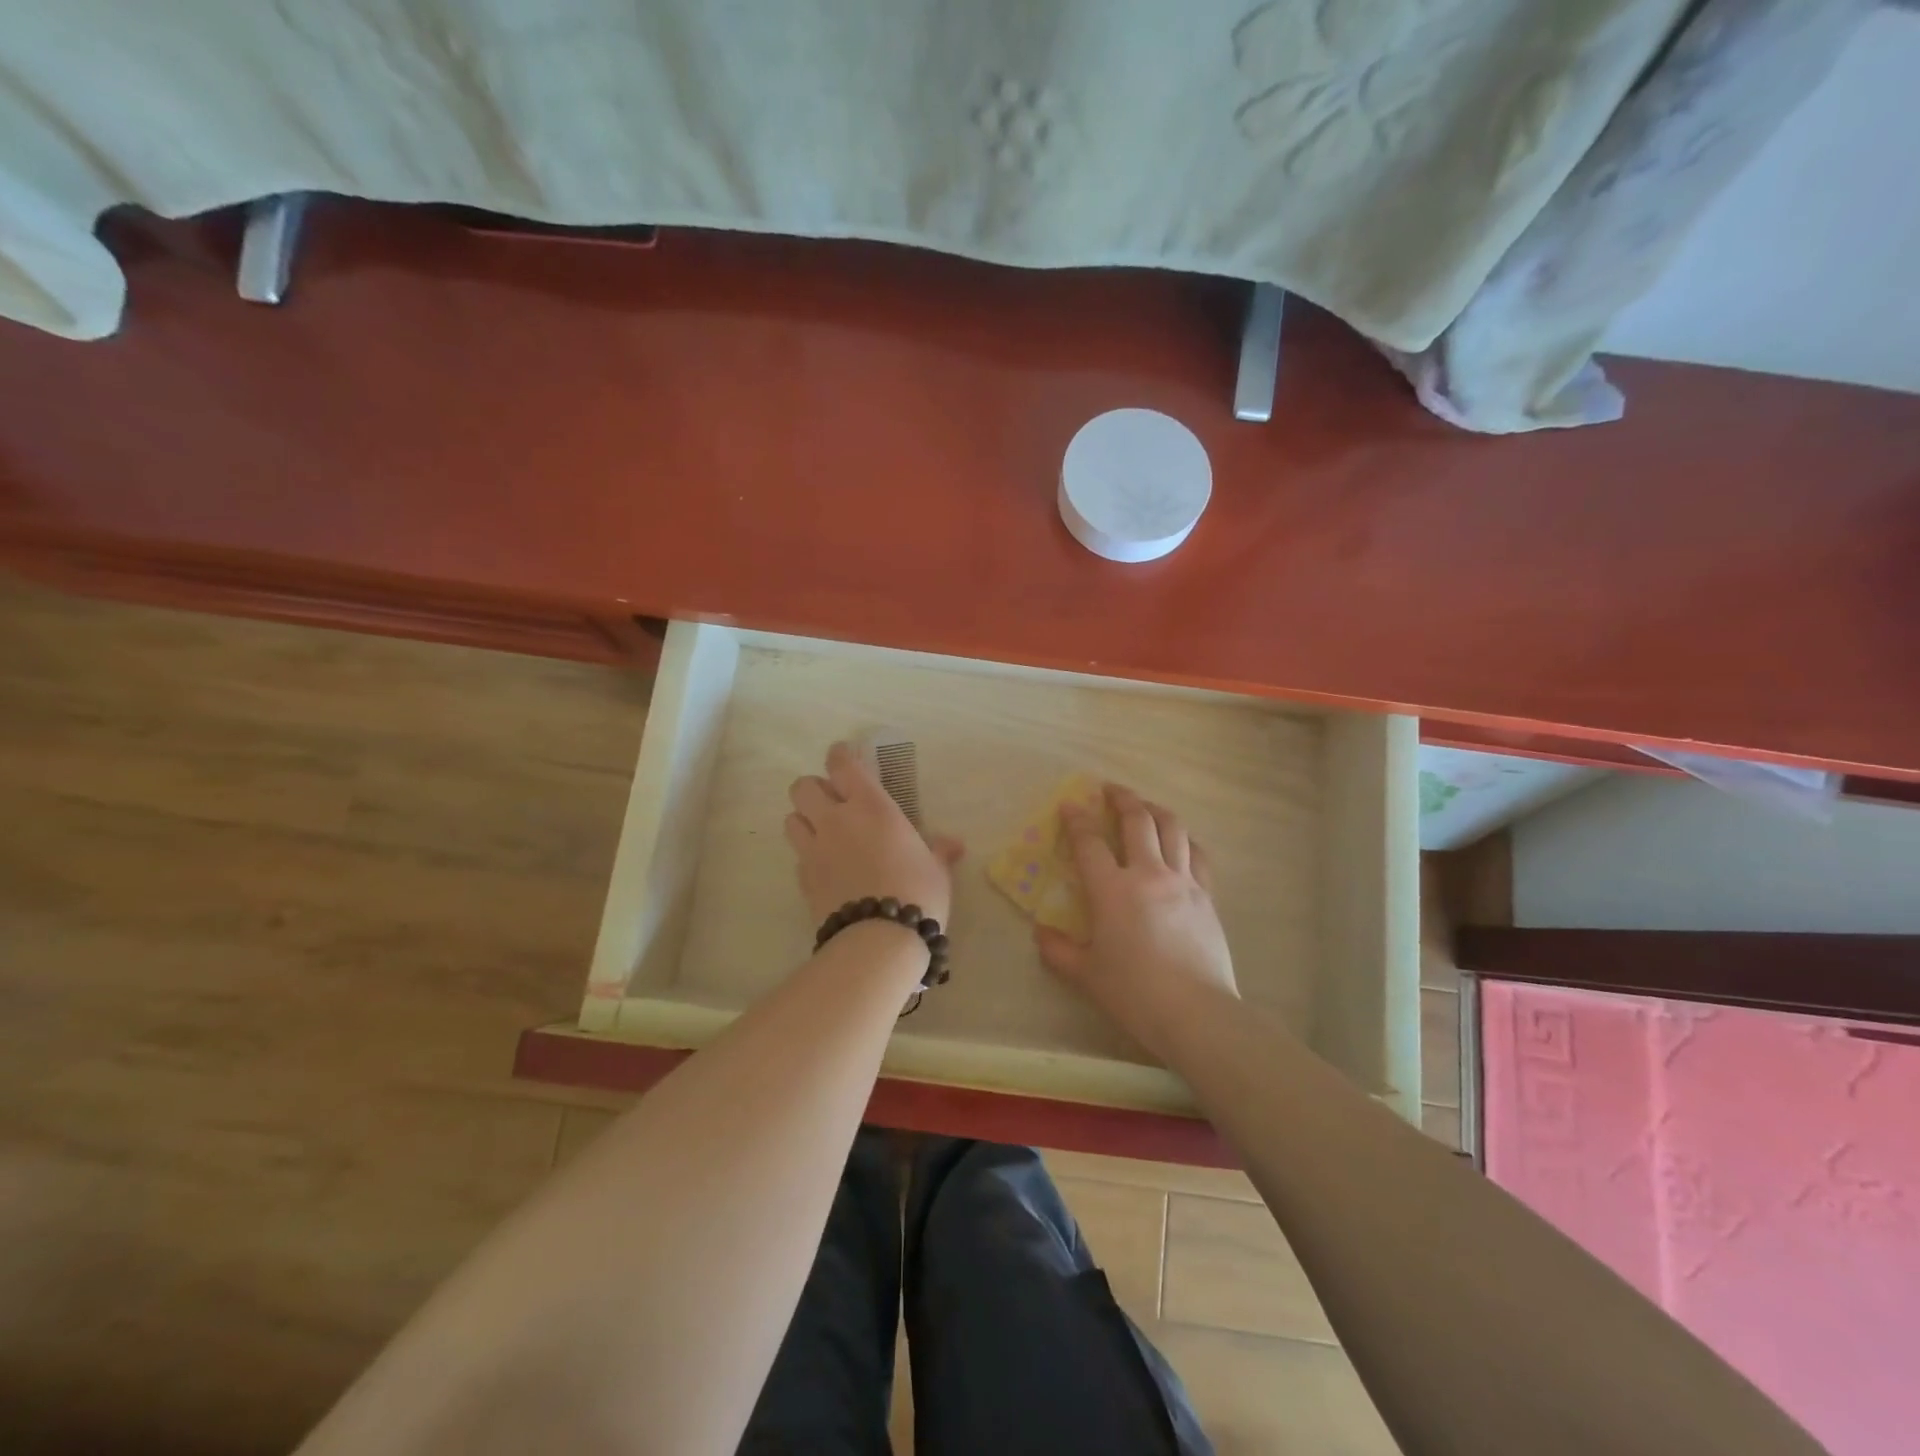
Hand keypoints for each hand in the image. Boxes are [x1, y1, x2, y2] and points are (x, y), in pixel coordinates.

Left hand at [784, 741, 964, 925]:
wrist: (879, 939)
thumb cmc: (917, 893)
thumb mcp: (936, 870)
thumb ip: (939, 852)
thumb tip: (954, 845)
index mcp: (871, 807)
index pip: (843, 765)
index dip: (840, 755)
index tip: (843, 755)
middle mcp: (836, 820)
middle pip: (803, 787)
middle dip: (814, 789)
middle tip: (833, 801)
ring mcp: (814, 849)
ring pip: (791, 818)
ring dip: (804, 819)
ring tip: (822, 832)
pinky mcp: (803, 879)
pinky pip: (798, 856)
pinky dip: (807, 855)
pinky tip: (824, 868)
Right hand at [1036, 784, 1236, 1055]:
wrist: (1197, 1013)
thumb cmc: (1134, 993)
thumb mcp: (1086, 975)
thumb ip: (1058, 950)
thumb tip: (1040, 933)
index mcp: (1112, 890)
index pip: (1089, 842)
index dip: (1077, 820)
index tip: (1070, 804)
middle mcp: (1149, 874)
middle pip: (1137, 820)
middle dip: (1122, 798)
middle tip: (1110, 789)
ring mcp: (1184, 882)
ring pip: (1173, 828)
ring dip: (1155, 810)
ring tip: (1145, 806)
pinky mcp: (1208, 896)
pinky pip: (1198, 855)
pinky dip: (1185, 840)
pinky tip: (1181, 842)